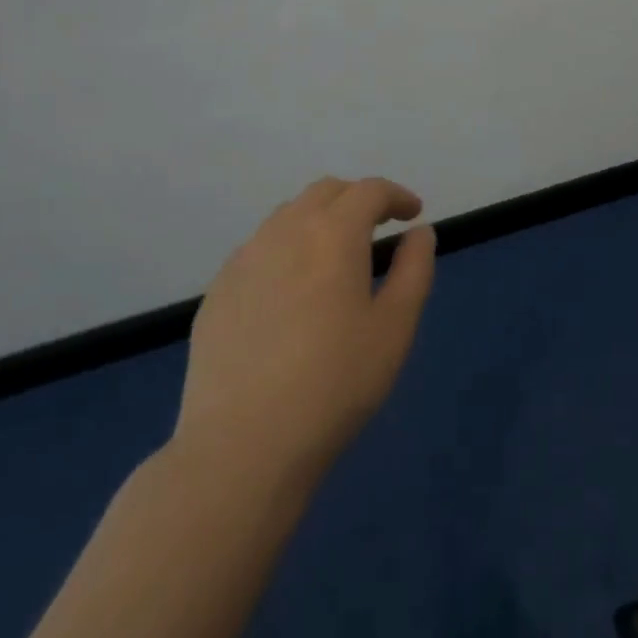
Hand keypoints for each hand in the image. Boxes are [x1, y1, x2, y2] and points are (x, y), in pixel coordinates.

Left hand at [167, 177, 436, 489]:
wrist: (242, 446)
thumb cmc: (335, 384)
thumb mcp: (395, 328)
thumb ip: (415, 270)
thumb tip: (420, 233)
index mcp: (332, 234)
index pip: (369, 191)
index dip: (396, 196)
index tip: (413, 214)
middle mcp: (284, 232)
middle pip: (325, 192)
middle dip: (357, 199)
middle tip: (378, 228)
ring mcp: (243, 260)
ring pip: (287, 216)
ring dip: (319, 220)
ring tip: (336, 258)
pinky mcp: (217, 292)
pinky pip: (258, 250)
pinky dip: (286, 250)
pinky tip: (292, 293)